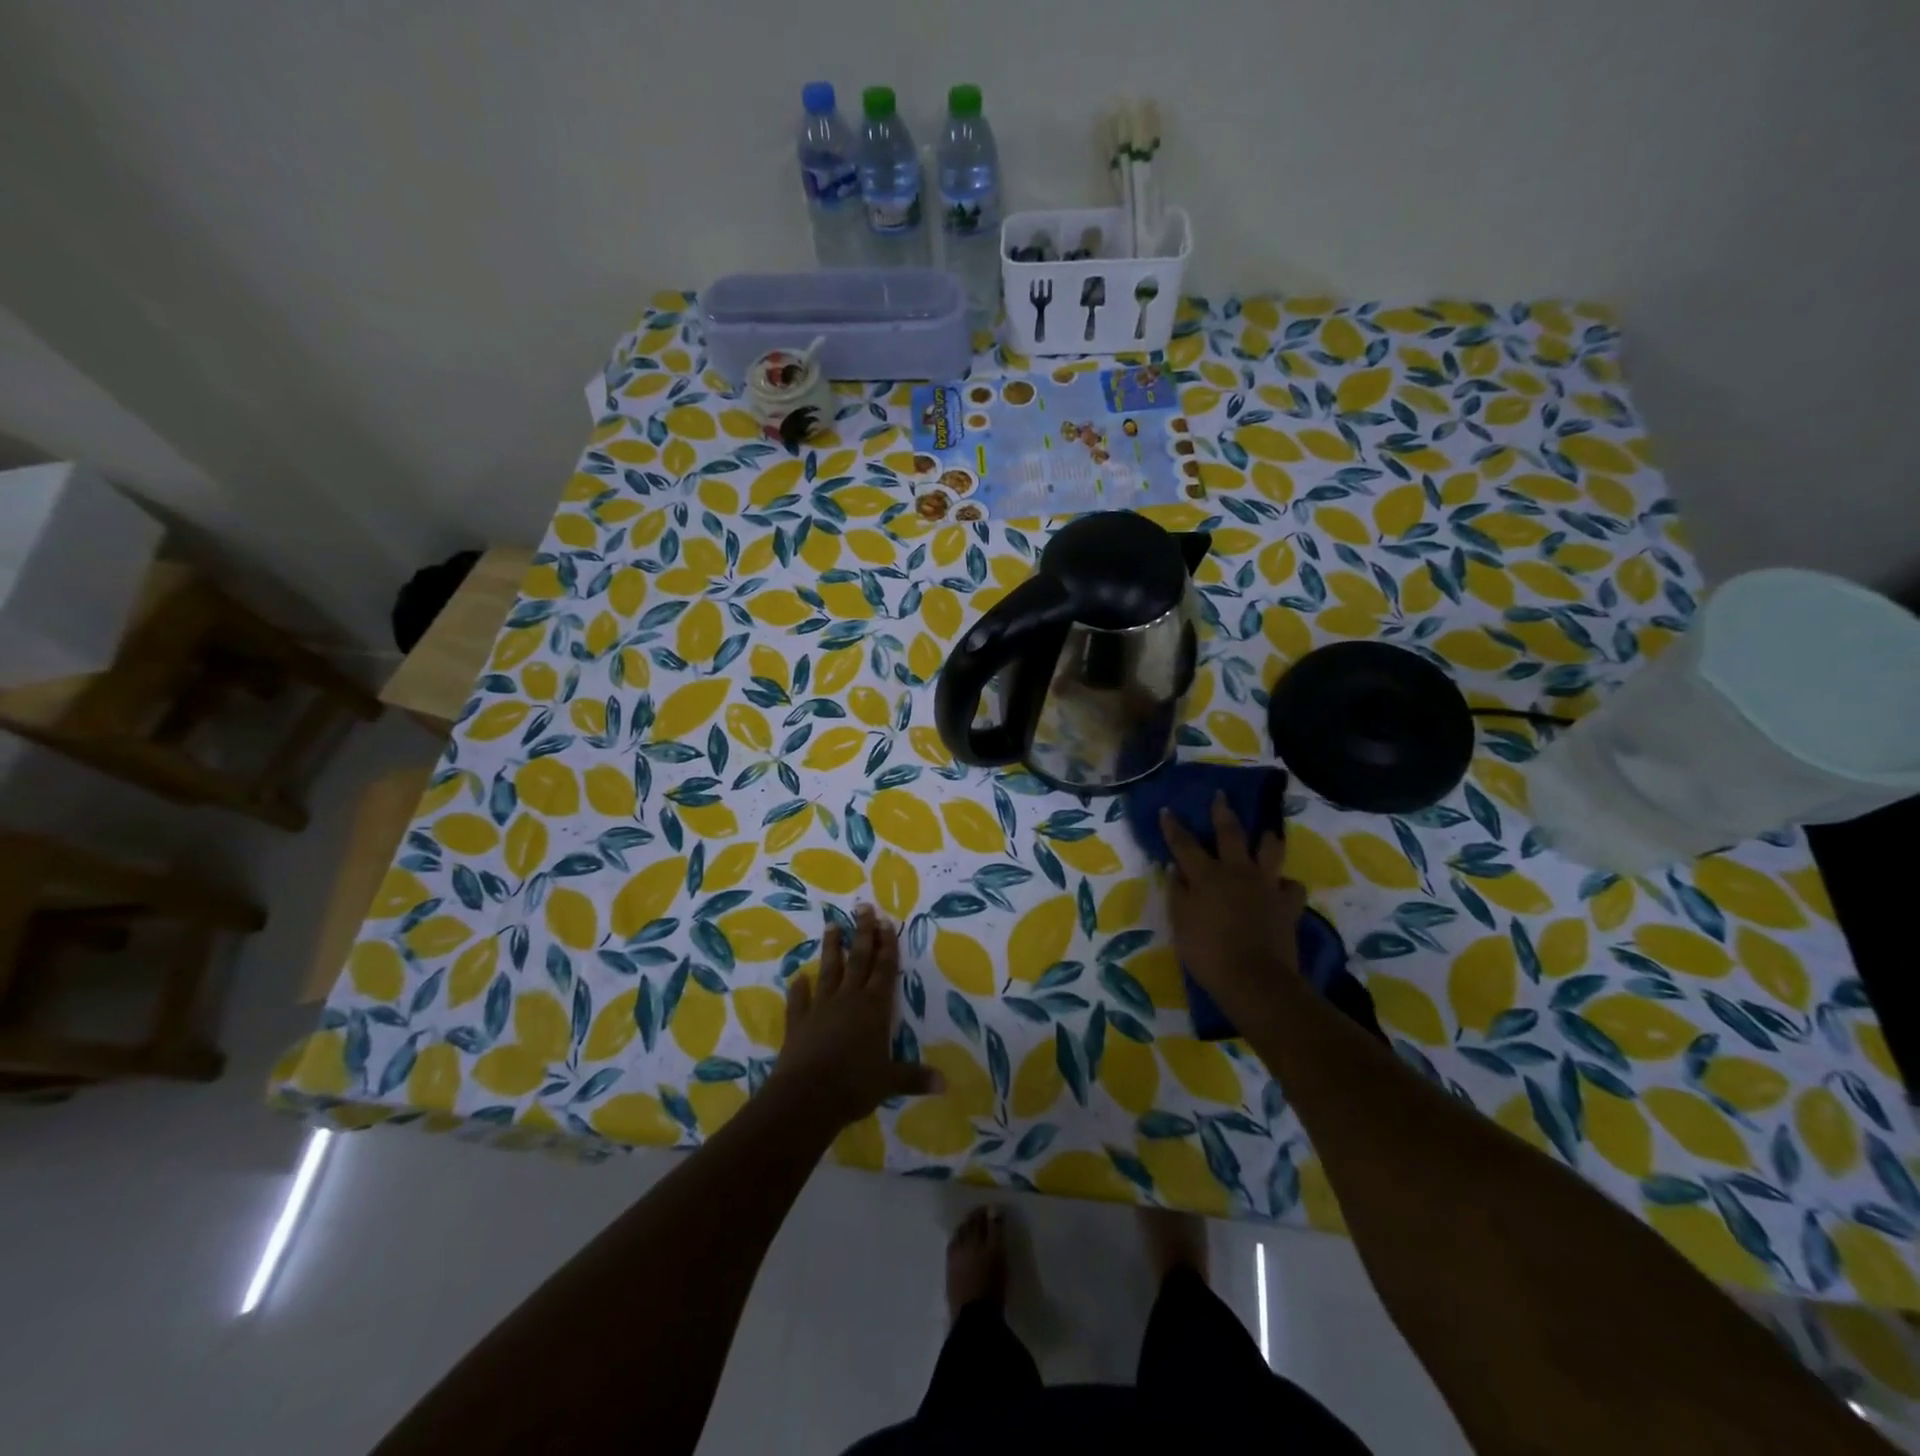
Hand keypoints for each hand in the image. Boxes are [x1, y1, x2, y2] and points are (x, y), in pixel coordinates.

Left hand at [768, 904, 940, 1129]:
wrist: (807, 1096)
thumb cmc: (855, 1084)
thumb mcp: (891, 1081)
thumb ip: (915, 1077)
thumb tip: (945, 1084)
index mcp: (875, 1007)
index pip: (885, 969)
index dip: (887, 945)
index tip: (886, 921)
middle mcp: (849, 999)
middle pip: (858, 959)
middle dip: (863, 933)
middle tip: (863, 907)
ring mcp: (821, 1007)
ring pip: (829, 970)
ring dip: (831, 948)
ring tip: (831, 925)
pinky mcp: (798, 1022)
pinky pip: (799, 1001)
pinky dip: (798, 989)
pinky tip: (797, 978)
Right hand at [1159, 794, 1307, 1035]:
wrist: (1254, 978)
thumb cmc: (1207, 952)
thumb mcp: (1179, 923)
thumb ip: (1177, 892)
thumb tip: (1175, 869)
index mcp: (1206, 875)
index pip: (1184, 844)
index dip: (1174, 827)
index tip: (1168, 810)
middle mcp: (1237, 871)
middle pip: (1230, 834)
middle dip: (1223, 812)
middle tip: (1222, 795)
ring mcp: (1266, 886)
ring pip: (1270, 851)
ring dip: (1267, 839)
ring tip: (1266, 832)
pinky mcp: (1288, 904)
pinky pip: (1292, 887)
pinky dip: (1286, 885)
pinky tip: (1282, 888)